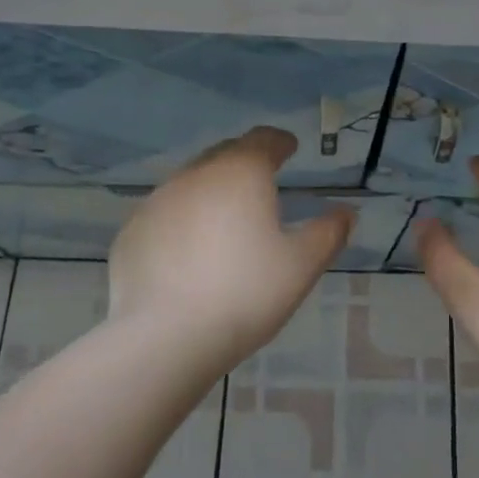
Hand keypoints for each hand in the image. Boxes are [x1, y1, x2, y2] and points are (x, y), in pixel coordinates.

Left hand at [108, 126, 354, 372]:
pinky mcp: (132, 230)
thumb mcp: (300, 266)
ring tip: (224, 216)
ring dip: (211, 189)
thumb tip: (346, 212)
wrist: (165, 337)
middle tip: (261, 179)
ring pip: (191, 182)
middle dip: (245, 160)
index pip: (263, 140)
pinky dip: (182, 219)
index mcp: (241, 172)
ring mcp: (158, 200)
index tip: (289, 148)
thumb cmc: (245, 294)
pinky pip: (165, 213)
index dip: (279, 142)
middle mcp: (197, 174)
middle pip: (225, 154)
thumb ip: (328, 233)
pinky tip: (188, 249)